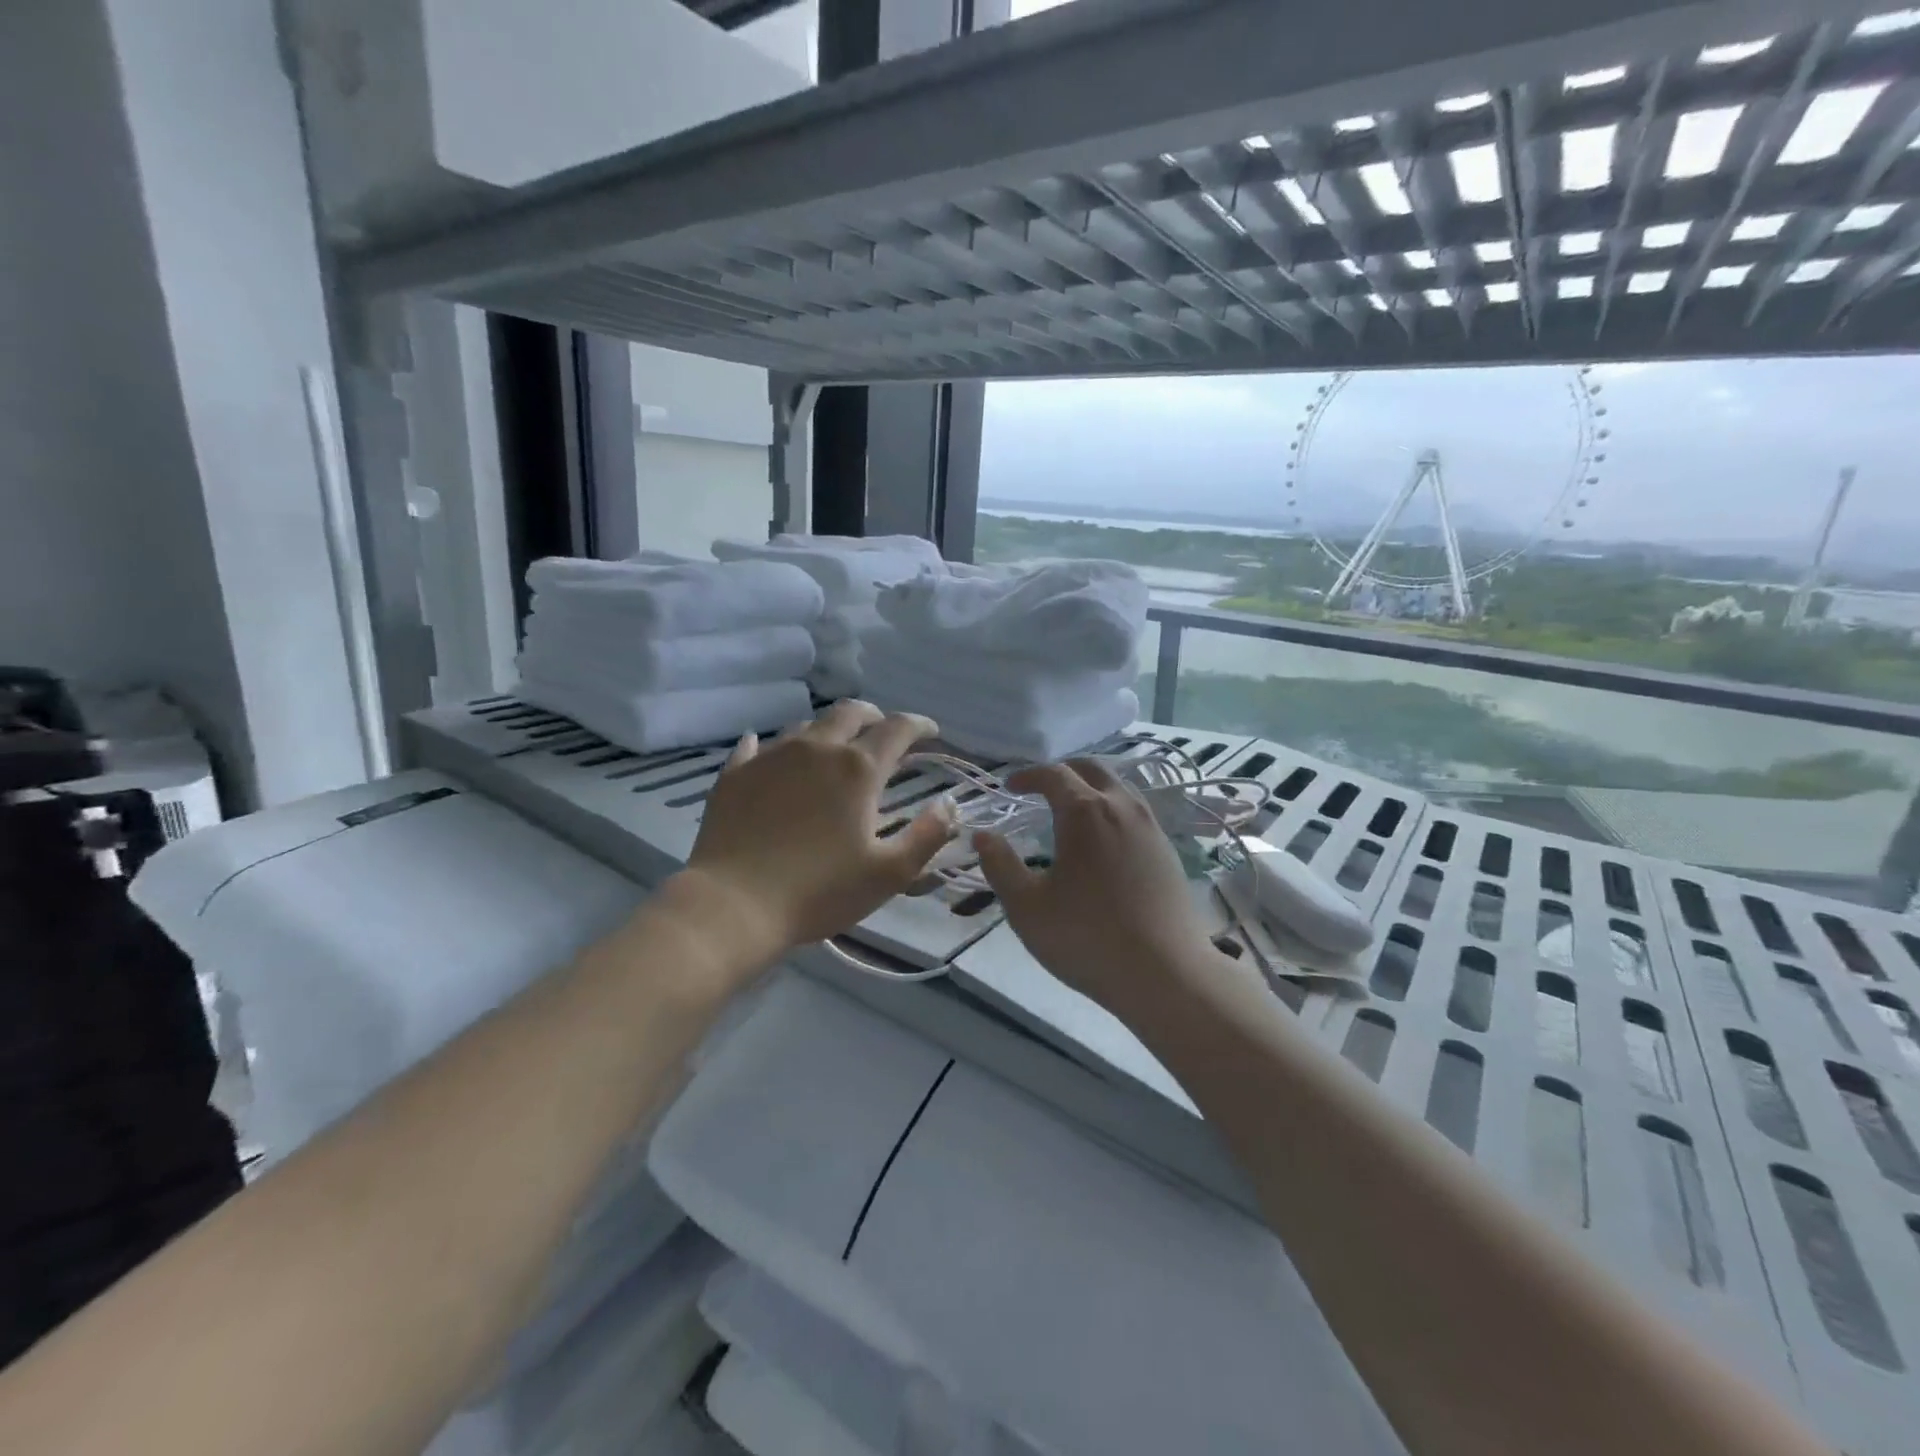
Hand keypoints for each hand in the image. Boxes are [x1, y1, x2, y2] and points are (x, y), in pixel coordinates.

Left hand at [680, 701, 953, 956]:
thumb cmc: (819, 891)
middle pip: (850, 712)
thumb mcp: (889, 873)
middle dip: (873, 716)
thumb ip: (928, 835)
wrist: (733, 905)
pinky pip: (756, 746)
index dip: (919, 725)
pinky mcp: (736, 773)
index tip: (931, 731)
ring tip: (833, 748)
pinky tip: (770, 753)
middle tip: (882, 730)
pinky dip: (773, 747)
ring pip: (806, 726)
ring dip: (828, 731)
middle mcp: (816, 749)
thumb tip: (950, 803)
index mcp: (858, 769)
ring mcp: (771, 756)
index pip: (897, 729)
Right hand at [973, 759, 1216, 1015]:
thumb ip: (1000, 866)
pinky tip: (1103, 841)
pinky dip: (1112, 810)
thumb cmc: (1087, 938)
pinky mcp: (1167, 851)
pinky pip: (1135, 812)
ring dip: (1091, 788)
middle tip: (1041, 788)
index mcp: (1085, 812)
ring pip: (1118, 788)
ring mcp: (1151, 827)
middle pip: (1092, 768)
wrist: (1166, 973)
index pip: (1053, 774)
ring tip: (1072, 812)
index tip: (1010, 787)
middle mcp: (1121, 807)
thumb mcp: (1027, 907)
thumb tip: (983, 835)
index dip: (1028, 775)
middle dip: (1063, 771)